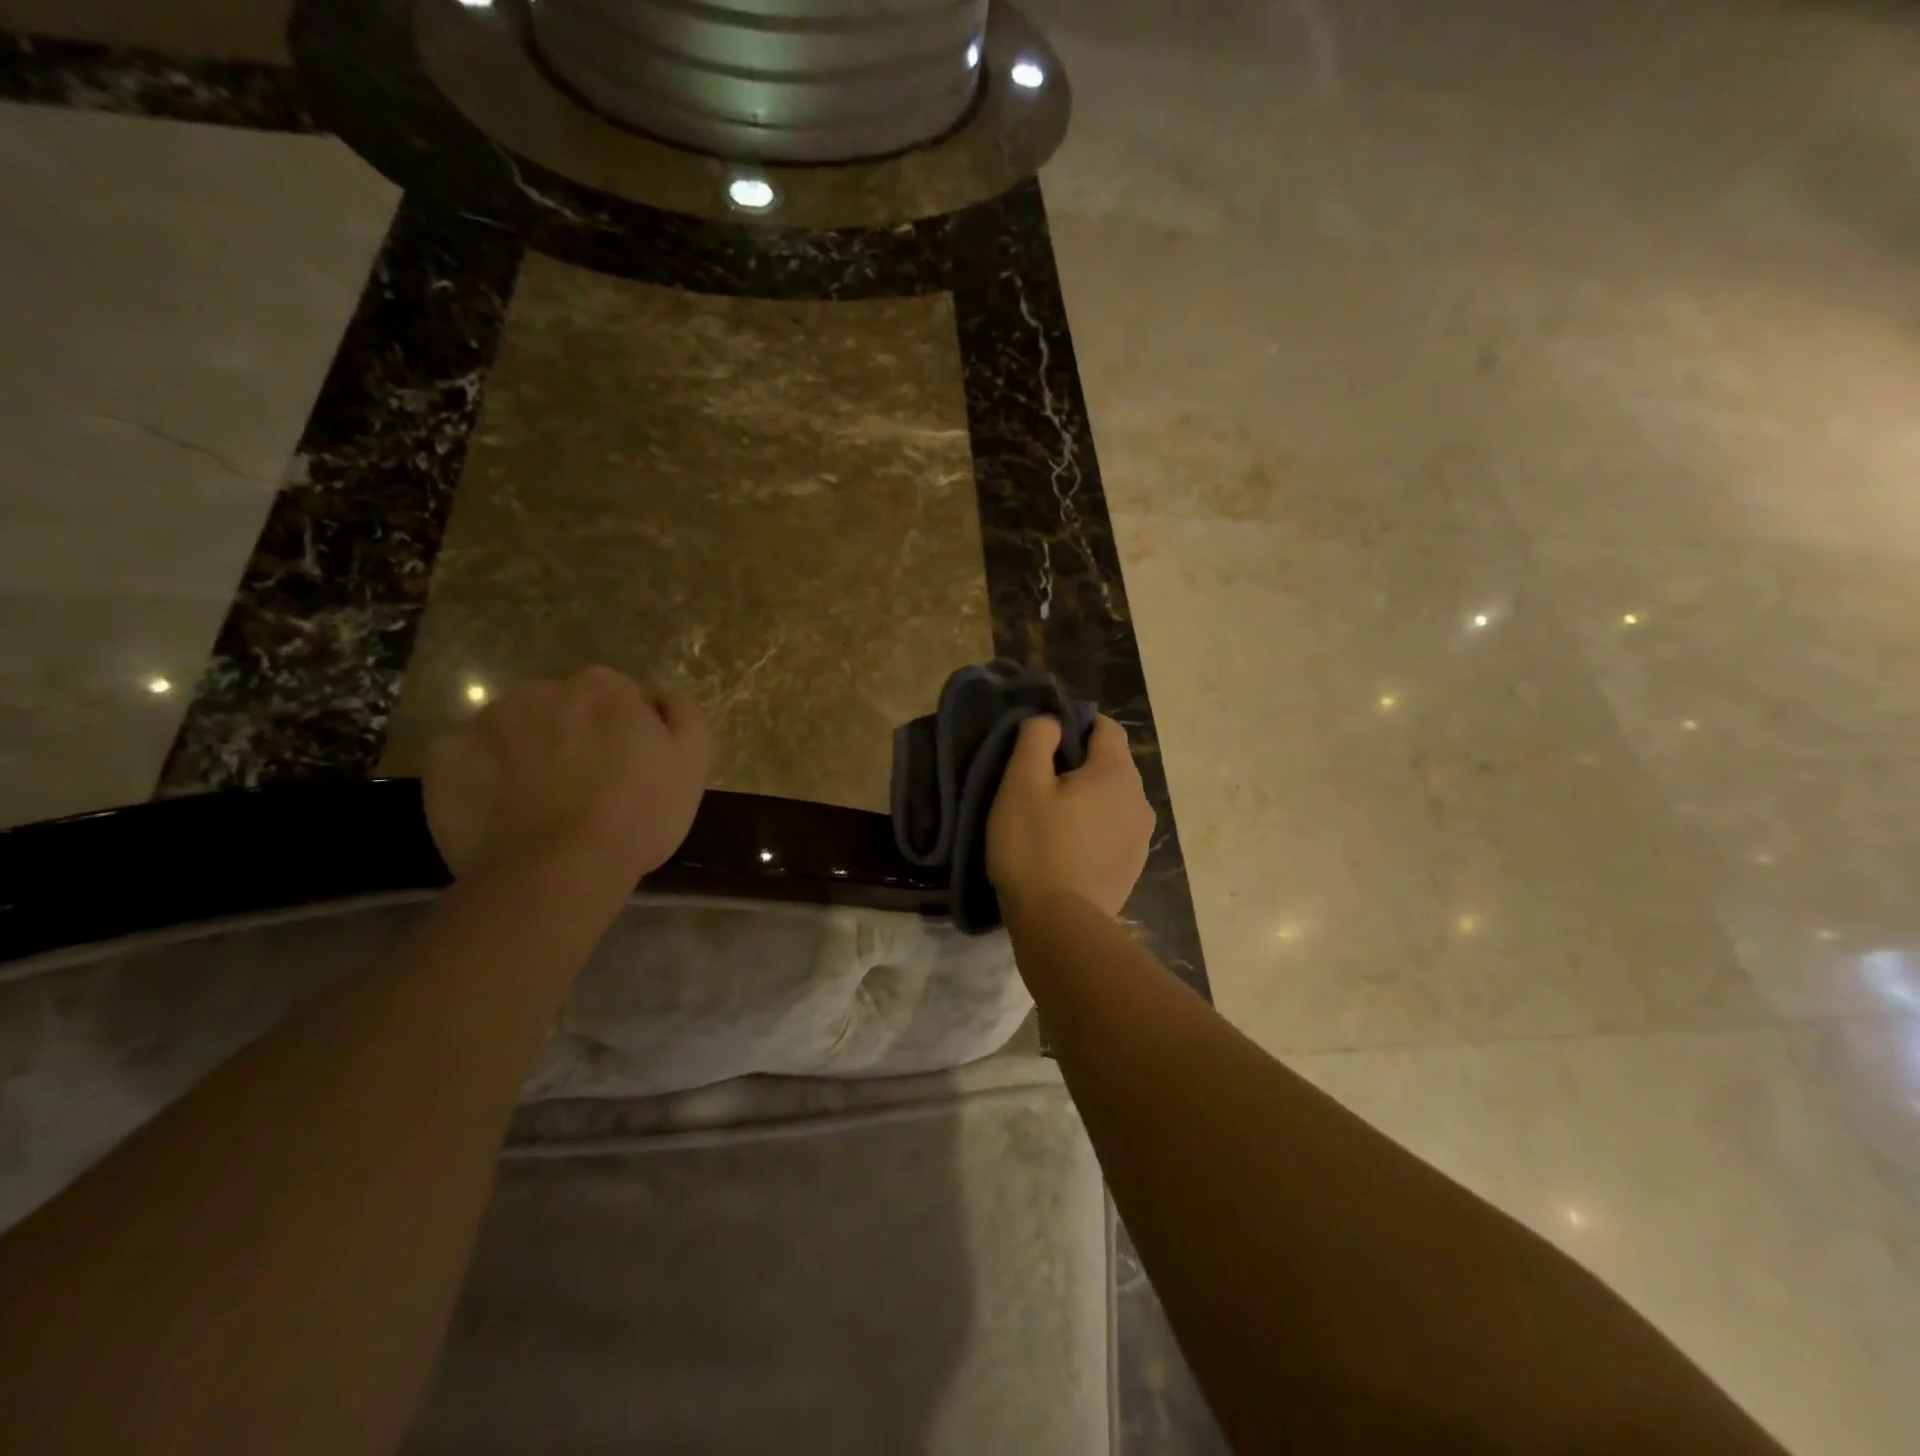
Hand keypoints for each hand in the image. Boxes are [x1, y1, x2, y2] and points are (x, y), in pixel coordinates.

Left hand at [423, 666, 712, 887]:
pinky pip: (465, 757)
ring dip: (523, 751)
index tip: (626, 766)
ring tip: (536, 801)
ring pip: (511, 728)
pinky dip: (479, 775)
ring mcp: (487, 720)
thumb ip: (681, 714)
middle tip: (582, 786)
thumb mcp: (692, 762)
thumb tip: (657, 694)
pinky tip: (498, 808)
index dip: (622, 730)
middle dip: (569, 735)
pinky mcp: (444, 756)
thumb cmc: (638, 815)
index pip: (615, 695)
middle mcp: (542, 690)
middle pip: (559, 707)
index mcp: (603, 688)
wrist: (559, 870)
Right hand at [987, 714, 1154, 918]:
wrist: (1060, 925)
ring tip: (1050, 821)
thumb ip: (1036, 738)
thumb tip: (1052, 721)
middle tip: (1038, 787)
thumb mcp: (1021, 783)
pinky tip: (1065, 850)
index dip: (1074, 725)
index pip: (1106, 727)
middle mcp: (1140, 799)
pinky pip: (1113, 831)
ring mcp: (1141, 837)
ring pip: (1112, 800)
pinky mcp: (1133, 867)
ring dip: (1087, 800)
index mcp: (1117, 772)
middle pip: (1110, 764)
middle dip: (1078, 765)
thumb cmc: (1035, 847)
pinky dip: (1093, 829)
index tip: (1043, 745)